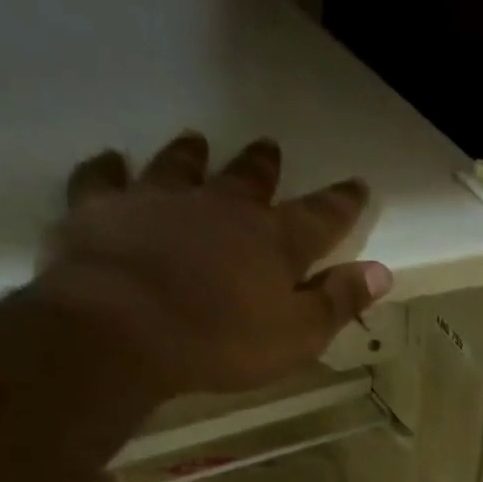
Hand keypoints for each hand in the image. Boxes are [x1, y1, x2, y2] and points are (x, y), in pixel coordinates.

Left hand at [33, 132, 392, 397]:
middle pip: (248, 180)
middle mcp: (220, 208)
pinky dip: (109, 168)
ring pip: (179, 167)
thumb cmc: (224, 341)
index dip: (342, 202)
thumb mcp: (299, 335)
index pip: (320, 216)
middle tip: (270, 148)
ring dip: (191, 154)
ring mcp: (157, 201)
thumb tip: (381, 271)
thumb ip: (339, 301)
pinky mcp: (101, 209)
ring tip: (197, 140)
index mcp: (274, 242)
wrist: (123, 328)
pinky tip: (111, 160)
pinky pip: (103, 179)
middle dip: (264, 167)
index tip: (357, 184)